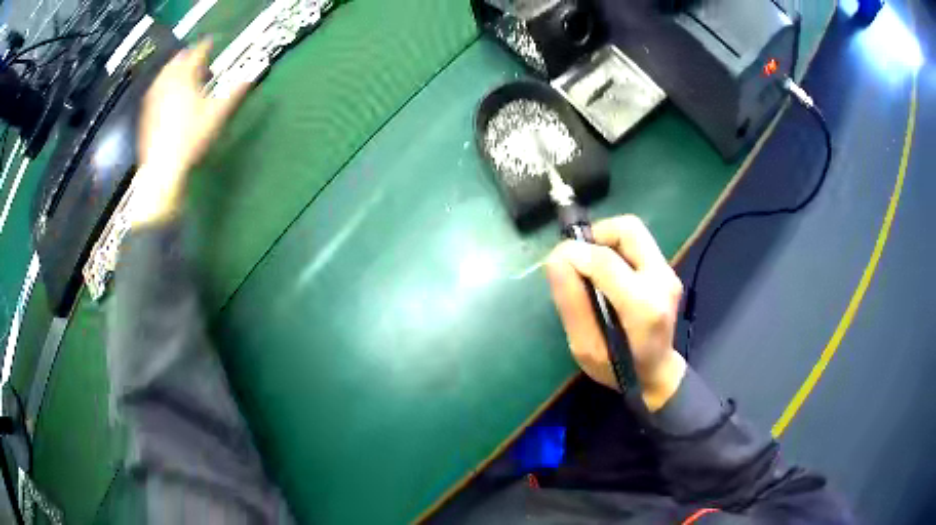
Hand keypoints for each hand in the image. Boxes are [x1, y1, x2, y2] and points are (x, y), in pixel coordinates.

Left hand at [132, 40, 249, 225]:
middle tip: (197, 59)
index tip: (211, 43)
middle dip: (187, 56)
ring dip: (174, 70)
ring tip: (181, 73)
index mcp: (185, 78)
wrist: (162, 168)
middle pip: (177, 61)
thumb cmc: (191, 138)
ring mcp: (154, 99)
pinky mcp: (147, 114)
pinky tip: (166, 94)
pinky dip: (163, 85)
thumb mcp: (218, 114)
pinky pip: (155, 91)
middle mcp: (167, 84)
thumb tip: (252, 77)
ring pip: (163, 75)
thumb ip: (235, 93)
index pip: (196, 54)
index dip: (205, 46)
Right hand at [546, 215, 686, 410]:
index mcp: (643, 306)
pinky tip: (606, 273)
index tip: (555, 262)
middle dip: (596, 234)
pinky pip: (638, 244)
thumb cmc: (618, 369)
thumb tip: (556, 260)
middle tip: (578, 257)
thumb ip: (572, 303)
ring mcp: (669, 273)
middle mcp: (661, 280)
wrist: (657, 375)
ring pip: (633, 232)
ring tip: (590, 264)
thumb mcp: (585, 348)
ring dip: (605, 240)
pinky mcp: (667, 270)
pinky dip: (616, 248)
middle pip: (628, 229)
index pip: (605, 260)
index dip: (574, 253)